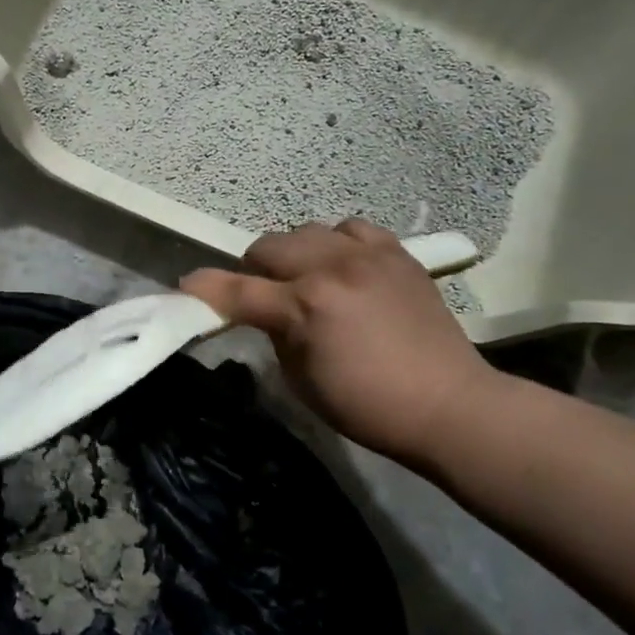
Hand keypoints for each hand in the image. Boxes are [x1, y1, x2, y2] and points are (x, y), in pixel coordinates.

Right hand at [180, 220, 499, 461]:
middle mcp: (331, 268)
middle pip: (267, 247)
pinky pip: (351, 228)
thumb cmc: (367, 406)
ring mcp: (367, 254)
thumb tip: (263, 312)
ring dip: (294, 255)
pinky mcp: (397, 252)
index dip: (204, 290)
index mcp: (304, 306)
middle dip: (252, 270)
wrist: (448, 403)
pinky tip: (343, 267)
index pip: (236, 290)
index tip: (186, 289)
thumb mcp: (301, 379)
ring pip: (306, 231)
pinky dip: (336, 244)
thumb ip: (274, 334)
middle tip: (259, 295)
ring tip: (305, 279)